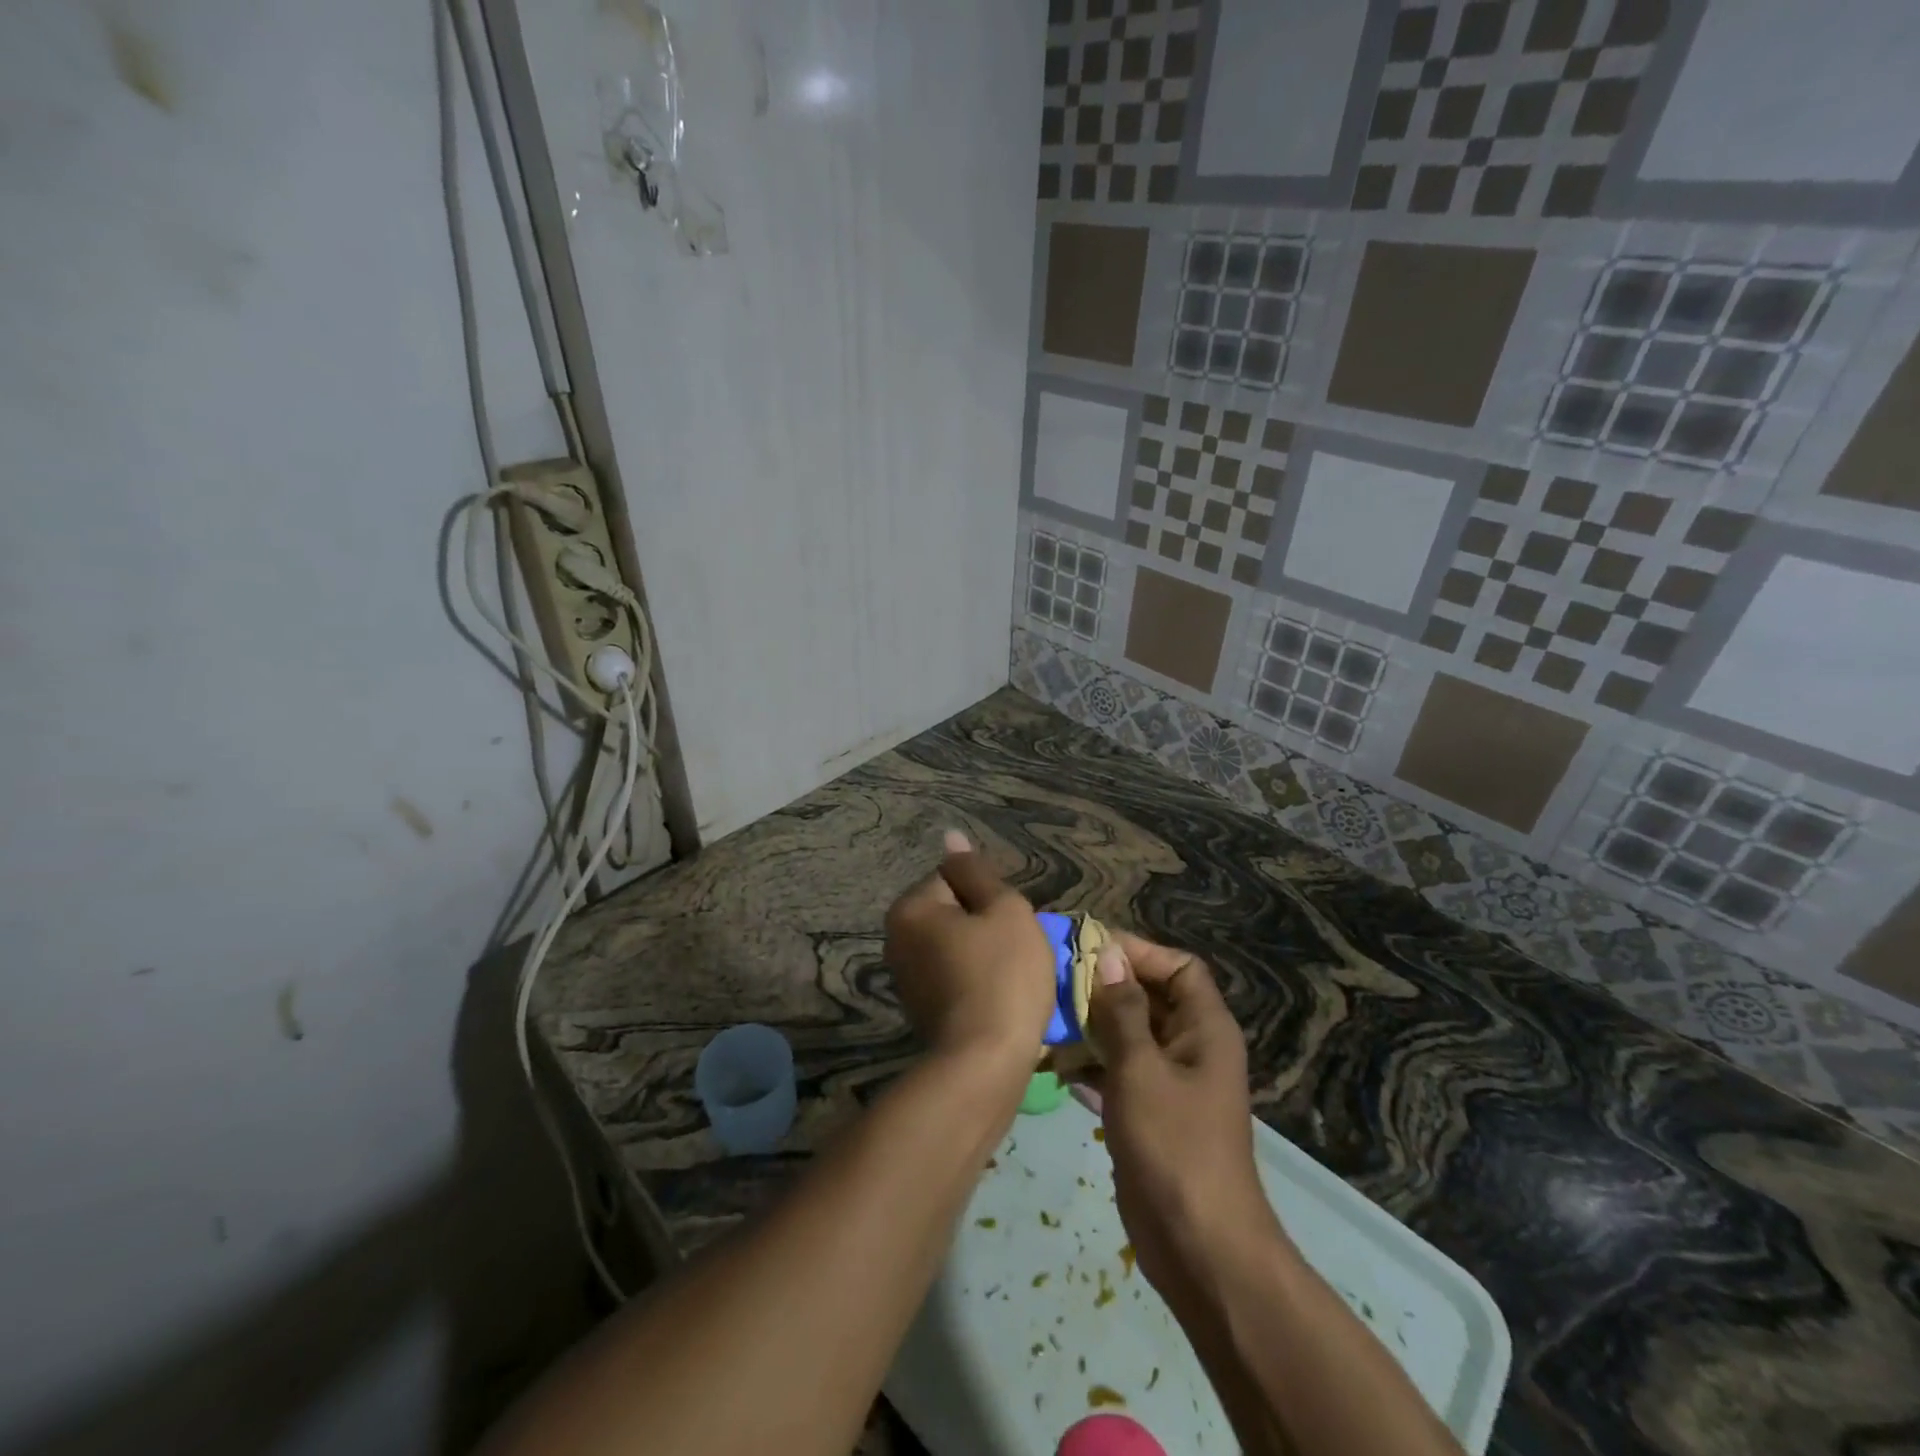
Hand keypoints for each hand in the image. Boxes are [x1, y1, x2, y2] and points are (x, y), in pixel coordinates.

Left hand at [883, 830, 1056, 1070]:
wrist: (985, 1063)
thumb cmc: (1002, 975)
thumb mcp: (1004, 910)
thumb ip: (977, 871)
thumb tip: (951, 835)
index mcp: (910, 908)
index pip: (954, 877)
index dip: (989, 896)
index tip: (1008, 924)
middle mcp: (896, 938)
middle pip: (952, 910)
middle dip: (984, 923)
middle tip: (1013, 950)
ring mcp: (903, 976)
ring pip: (954, 943)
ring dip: (982, 952)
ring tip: (1008, 976)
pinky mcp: (918, 1007)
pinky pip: (952, 974)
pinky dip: (973, 979)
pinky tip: (995, 997)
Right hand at [1082, 934, 1277, 1302]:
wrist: (1199, 1247)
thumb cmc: (1174, 1145)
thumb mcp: (1141, 1070)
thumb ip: (1121, 1010)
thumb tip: (1107, 953)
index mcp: (1204, 1028)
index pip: (1178, 966)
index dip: (1138, 952)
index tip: (1088, 949)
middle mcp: (1191, 1046)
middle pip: (1148, 996)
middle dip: (1104, 986)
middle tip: (1053, 979)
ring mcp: (1170, 1081)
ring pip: (1128, 1033)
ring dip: (1091, 1024)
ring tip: (1045, 1016)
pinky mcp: (1148, 1111)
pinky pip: (1118, 1069)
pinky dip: (1090, 1062)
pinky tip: (1053, 1062)